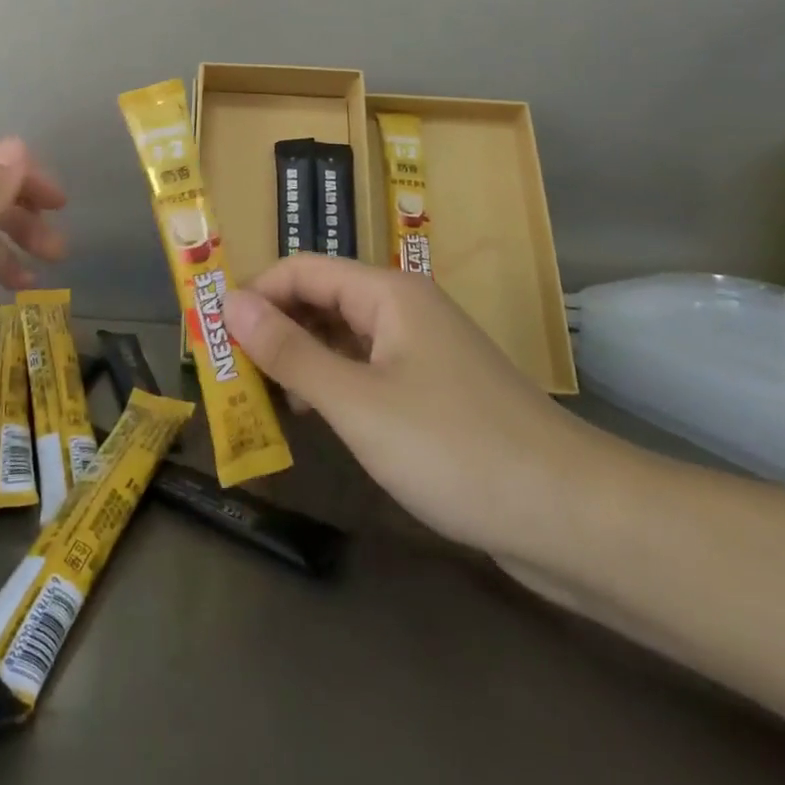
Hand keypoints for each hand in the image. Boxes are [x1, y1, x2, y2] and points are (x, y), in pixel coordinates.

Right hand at [223, 256, 608, 561]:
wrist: (570, 515)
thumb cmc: (452, 446)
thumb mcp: (356, 401)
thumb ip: (289, 351)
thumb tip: (230, 303)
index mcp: (387, 293)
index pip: (302, 269)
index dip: (255, 294)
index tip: (213, 332)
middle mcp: (404, 308)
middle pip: (322, 298)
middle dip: (274, 326)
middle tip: (229, 369)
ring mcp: (423, 350)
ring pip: (343, 336)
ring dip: (300, 357)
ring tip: (260, 394)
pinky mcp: (435, 390)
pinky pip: (367, 369)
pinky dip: (332, 383)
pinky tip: (313, 417)